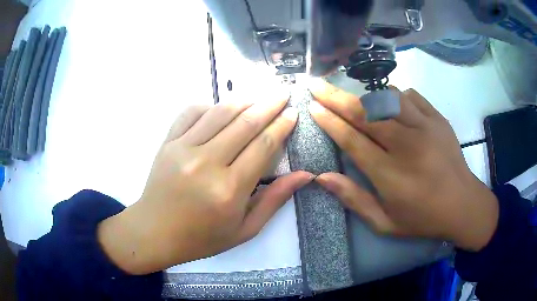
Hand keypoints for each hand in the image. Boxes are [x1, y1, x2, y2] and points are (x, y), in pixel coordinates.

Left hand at [98, 96, 313, 274]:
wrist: (156, 232)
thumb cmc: (202, 237)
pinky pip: (191, 113)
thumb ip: (274, 200)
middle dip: (269, 105)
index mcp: (229, 189)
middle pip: (245, 123)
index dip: (282, 126)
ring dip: (243, 100)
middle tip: (283, 94)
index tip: (293, 113)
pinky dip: (209, 105)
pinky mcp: (167, 143)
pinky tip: (220, 108)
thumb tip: (305, 174)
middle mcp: (207, 163)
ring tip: (259, 96)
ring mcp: (183, 149)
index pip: (263, 146)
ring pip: (219, 113)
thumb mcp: (245, 229)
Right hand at [309, 80, 498, 251]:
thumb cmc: (423, 218)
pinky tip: (388, 102)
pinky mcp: (438, 119)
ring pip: (387, 98)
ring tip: (350, 95)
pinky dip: (393, 95)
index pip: (352, 140)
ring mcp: (426, 127)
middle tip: (316, 85)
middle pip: (365, 113)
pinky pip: (410, 96)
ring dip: (363, 94)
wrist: (463, 205)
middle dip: (335, 97)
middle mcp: (407, 145)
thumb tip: (322, 177)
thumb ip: (354, 200)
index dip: (329, 122)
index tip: (313, 108)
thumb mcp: (385, 223)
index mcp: (391, 174)